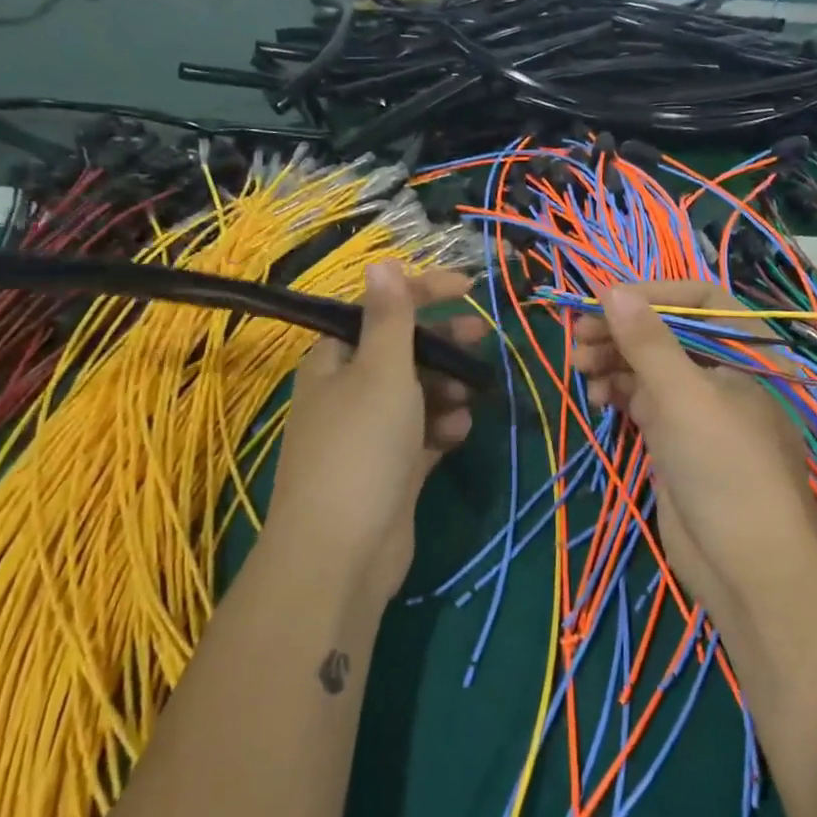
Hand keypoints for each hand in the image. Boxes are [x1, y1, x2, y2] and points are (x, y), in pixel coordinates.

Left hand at [266, 263, 485, 600]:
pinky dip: (441, 428)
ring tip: (470, 397)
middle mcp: (347, 392)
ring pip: (416, 395)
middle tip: (481, 341)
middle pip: (402, 353)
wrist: (342, 554)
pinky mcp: (389, 470)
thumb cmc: (362, 447)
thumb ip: (389, 317)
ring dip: (446, 390)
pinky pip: (421, 435)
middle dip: (443, 345)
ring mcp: (368, 434)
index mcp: (335, 360)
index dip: (423, 291)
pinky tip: (458, 432)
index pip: (380, 309)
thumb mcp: (381, 371)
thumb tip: (381, 262)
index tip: (469, 288)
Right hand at [570, 281, 816, 622]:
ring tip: (582, 369)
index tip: (603, 301)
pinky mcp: (678, 442)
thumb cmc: (724, 469)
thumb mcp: (684, 397)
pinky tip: (597, 397)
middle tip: (578, 340)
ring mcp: (700, 410)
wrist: (748, 569)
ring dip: (615, 362)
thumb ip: (647, 342)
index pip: (700, 299)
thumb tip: (610, 289)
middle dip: (623, 332)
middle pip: (669, 334)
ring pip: (652, 368)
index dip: (652, 294)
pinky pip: (645, 403)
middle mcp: (724, 374)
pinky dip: (620, 393)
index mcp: (746, 353)